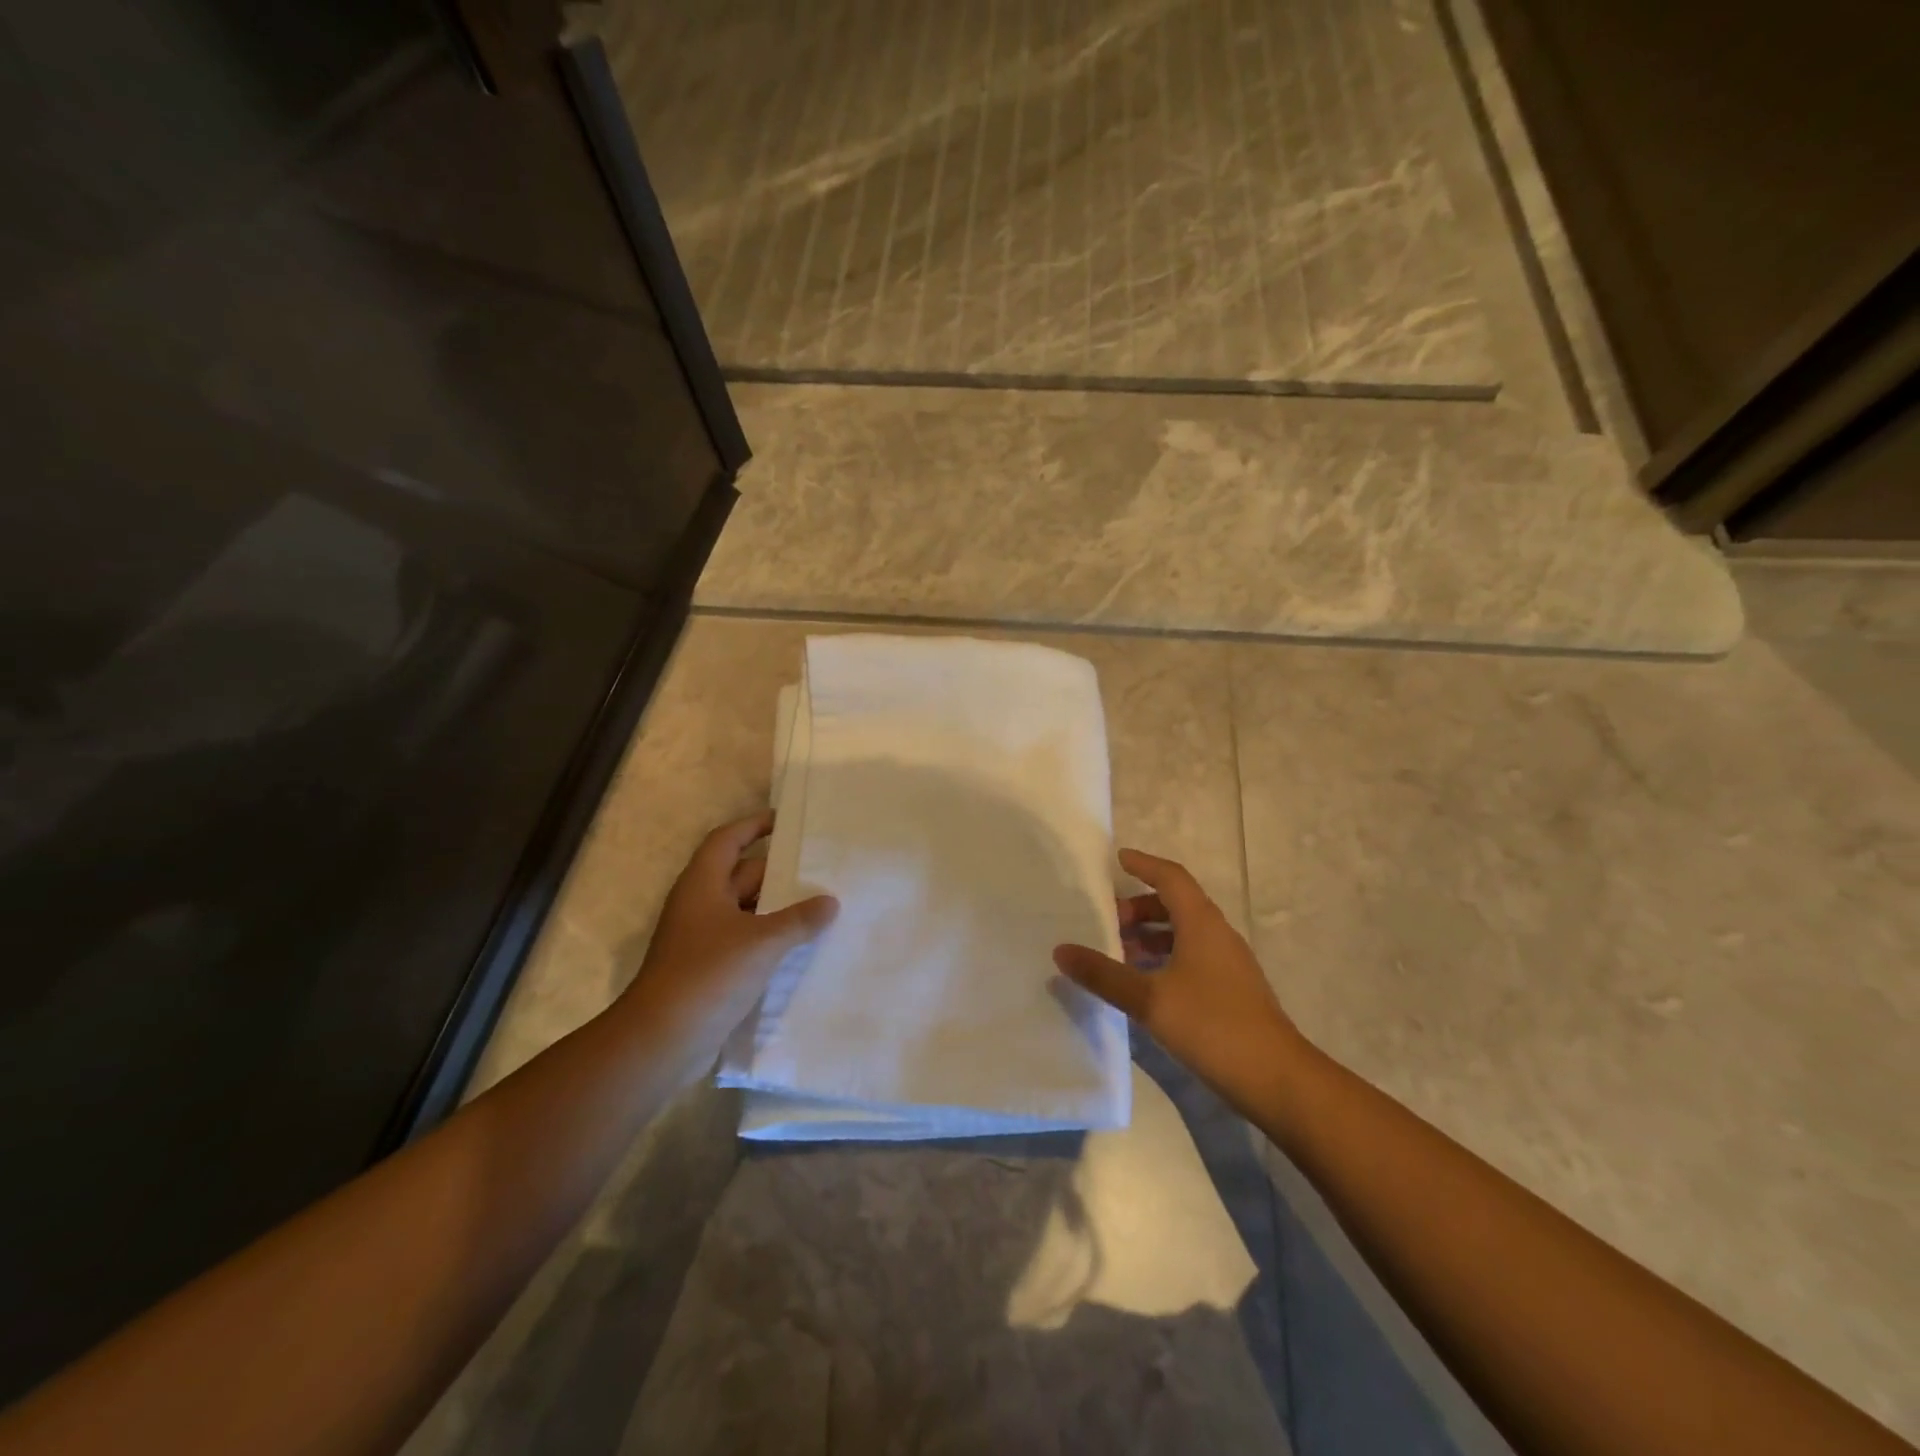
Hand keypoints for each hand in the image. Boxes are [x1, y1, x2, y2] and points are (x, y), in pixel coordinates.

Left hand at [619, 810, 836, 1065]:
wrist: (663, 1039)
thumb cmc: (709, 973)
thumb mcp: (762, 941)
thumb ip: (799, 919)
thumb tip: (830, 902)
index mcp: (702, 885)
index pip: (727, 840)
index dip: (753, 826)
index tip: (785, 821)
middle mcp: (699, 905)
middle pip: (741, 875)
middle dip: (777, 871)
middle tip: (818, 867)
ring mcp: (702, 938)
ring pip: (745, 910)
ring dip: (776, 907)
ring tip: (819, 904)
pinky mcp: (708, 968)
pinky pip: (744, 940)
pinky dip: (769, 937)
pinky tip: (799, 945)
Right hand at [1054, 849, 1305, 1107]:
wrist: (1277, 1079)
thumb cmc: (1212, 1025)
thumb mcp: (1149, 999)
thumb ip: (1104, 975)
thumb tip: (1061, 950)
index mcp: (1201, 923)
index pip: (1170, 877)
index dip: (1144, 865)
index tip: (1117, 859)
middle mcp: (1217, 935)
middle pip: (1176, 904)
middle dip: (1139, 907)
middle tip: (1105, 920)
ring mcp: (1228, 964)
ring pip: (1183, 933)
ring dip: (1150, 936)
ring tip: (1117, 952)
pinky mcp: (1231, 990)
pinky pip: (1191, 957)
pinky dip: (1163, 958)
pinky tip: (1143, 983)